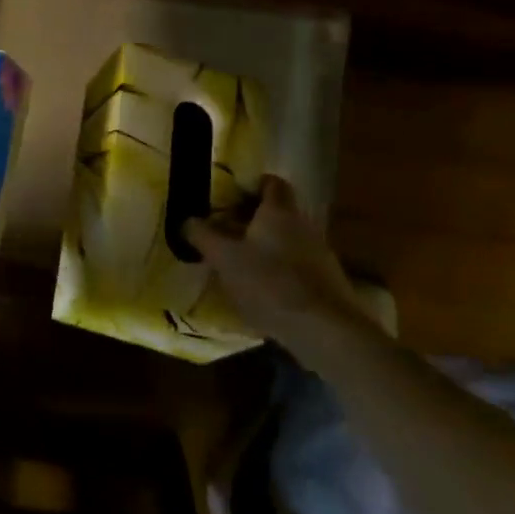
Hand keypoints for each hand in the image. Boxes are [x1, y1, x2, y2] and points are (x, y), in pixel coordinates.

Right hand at [184, 175, 373, 351]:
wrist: (325, 330)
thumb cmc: (270, 283)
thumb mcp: (224, 259)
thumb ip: (203, 236)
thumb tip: (187, 220)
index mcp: (279, 211)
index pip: (271, 183)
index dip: (250, 187)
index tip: (229, 200)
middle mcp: (303, 225)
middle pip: (277, 213)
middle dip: (252, 220)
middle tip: (225, 234)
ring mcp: (320, 254)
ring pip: (287, 240)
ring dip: (265, 248)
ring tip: (239, 266)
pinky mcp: (327, 283)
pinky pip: (297, 266)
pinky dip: (279, 272)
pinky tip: (262, 292)